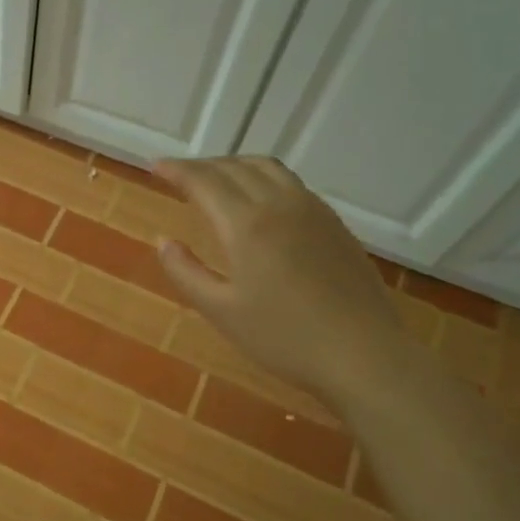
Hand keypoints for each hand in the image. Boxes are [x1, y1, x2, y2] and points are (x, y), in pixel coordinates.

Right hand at [155, 157, 410, 407]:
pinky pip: (291, 183)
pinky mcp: (334, 223)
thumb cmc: (285, 338)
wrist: (364, 354)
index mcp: (247, 224)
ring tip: (216, 180)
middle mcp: (279, 204)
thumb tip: (163, 241)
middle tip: (178, 176)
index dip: (177, 170)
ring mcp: (312, 210)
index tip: (155, 166)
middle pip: (234, 167)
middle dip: (202, 166)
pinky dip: (263, 177)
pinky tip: (260, 200)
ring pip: (267, 168)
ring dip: (234, 165)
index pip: (204, 181)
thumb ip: (186, 273)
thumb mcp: (222, 311)